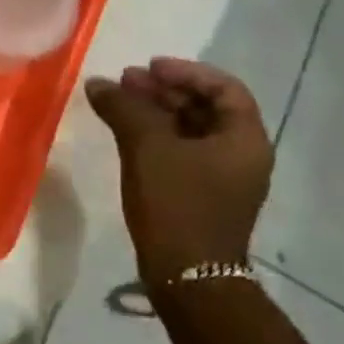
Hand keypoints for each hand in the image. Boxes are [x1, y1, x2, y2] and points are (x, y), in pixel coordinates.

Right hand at [85, 57, 272, 285]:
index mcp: (244, 139)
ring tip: (118, 102)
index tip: (149, 67)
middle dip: (164, 90)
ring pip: (190, 130)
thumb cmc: (176, 203)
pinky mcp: (202, 194)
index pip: (223, 88)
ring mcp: (222, 177)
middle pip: (205, 107)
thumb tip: (98, 83)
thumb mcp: (147, 147)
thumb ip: (123, 108)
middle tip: (125, 81)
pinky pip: (181, 152)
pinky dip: (156, 136)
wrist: (187, 276)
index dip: (186, 72)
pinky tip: (125, 133)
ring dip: (156, 112)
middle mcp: (241, 154)